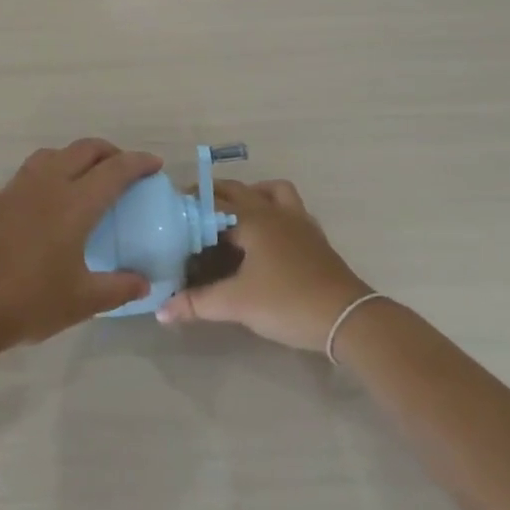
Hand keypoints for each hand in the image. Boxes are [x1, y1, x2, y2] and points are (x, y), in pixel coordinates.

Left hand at [0, 139, 159, 357]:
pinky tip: (53, 198)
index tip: (155, 165)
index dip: (138, 163)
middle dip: (110, 152)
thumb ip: (118, 288)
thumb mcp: (81, 301)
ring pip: (54, 154)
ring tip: (88, 178)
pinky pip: (33, 170)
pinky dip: (53, 169)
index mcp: (73, 204)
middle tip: (125, 170)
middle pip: (84, 149)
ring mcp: (18, 189)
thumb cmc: (28, 302)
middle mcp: (47, 185)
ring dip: (78, 156)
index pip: (114, 170)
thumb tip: (144, 283)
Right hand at [156, 178, 373, 352]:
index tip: (171, 212)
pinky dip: (274, 212)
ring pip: (273, 192)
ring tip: (235, 216)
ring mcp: (300, 223)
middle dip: (216, 195)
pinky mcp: (315, 239)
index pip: (214, 202)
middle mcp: (275, 212)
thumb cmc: (287, 302)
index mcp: (253, 219)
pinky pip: (290, 210)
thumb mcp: (236, 304)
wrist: (348, 319)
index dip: (191, 205)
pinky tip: (266, 237)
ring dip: (252, 195)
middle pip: (241, 190)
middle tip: (194, 212)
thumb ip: (196, 303)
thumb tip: (161, 310)